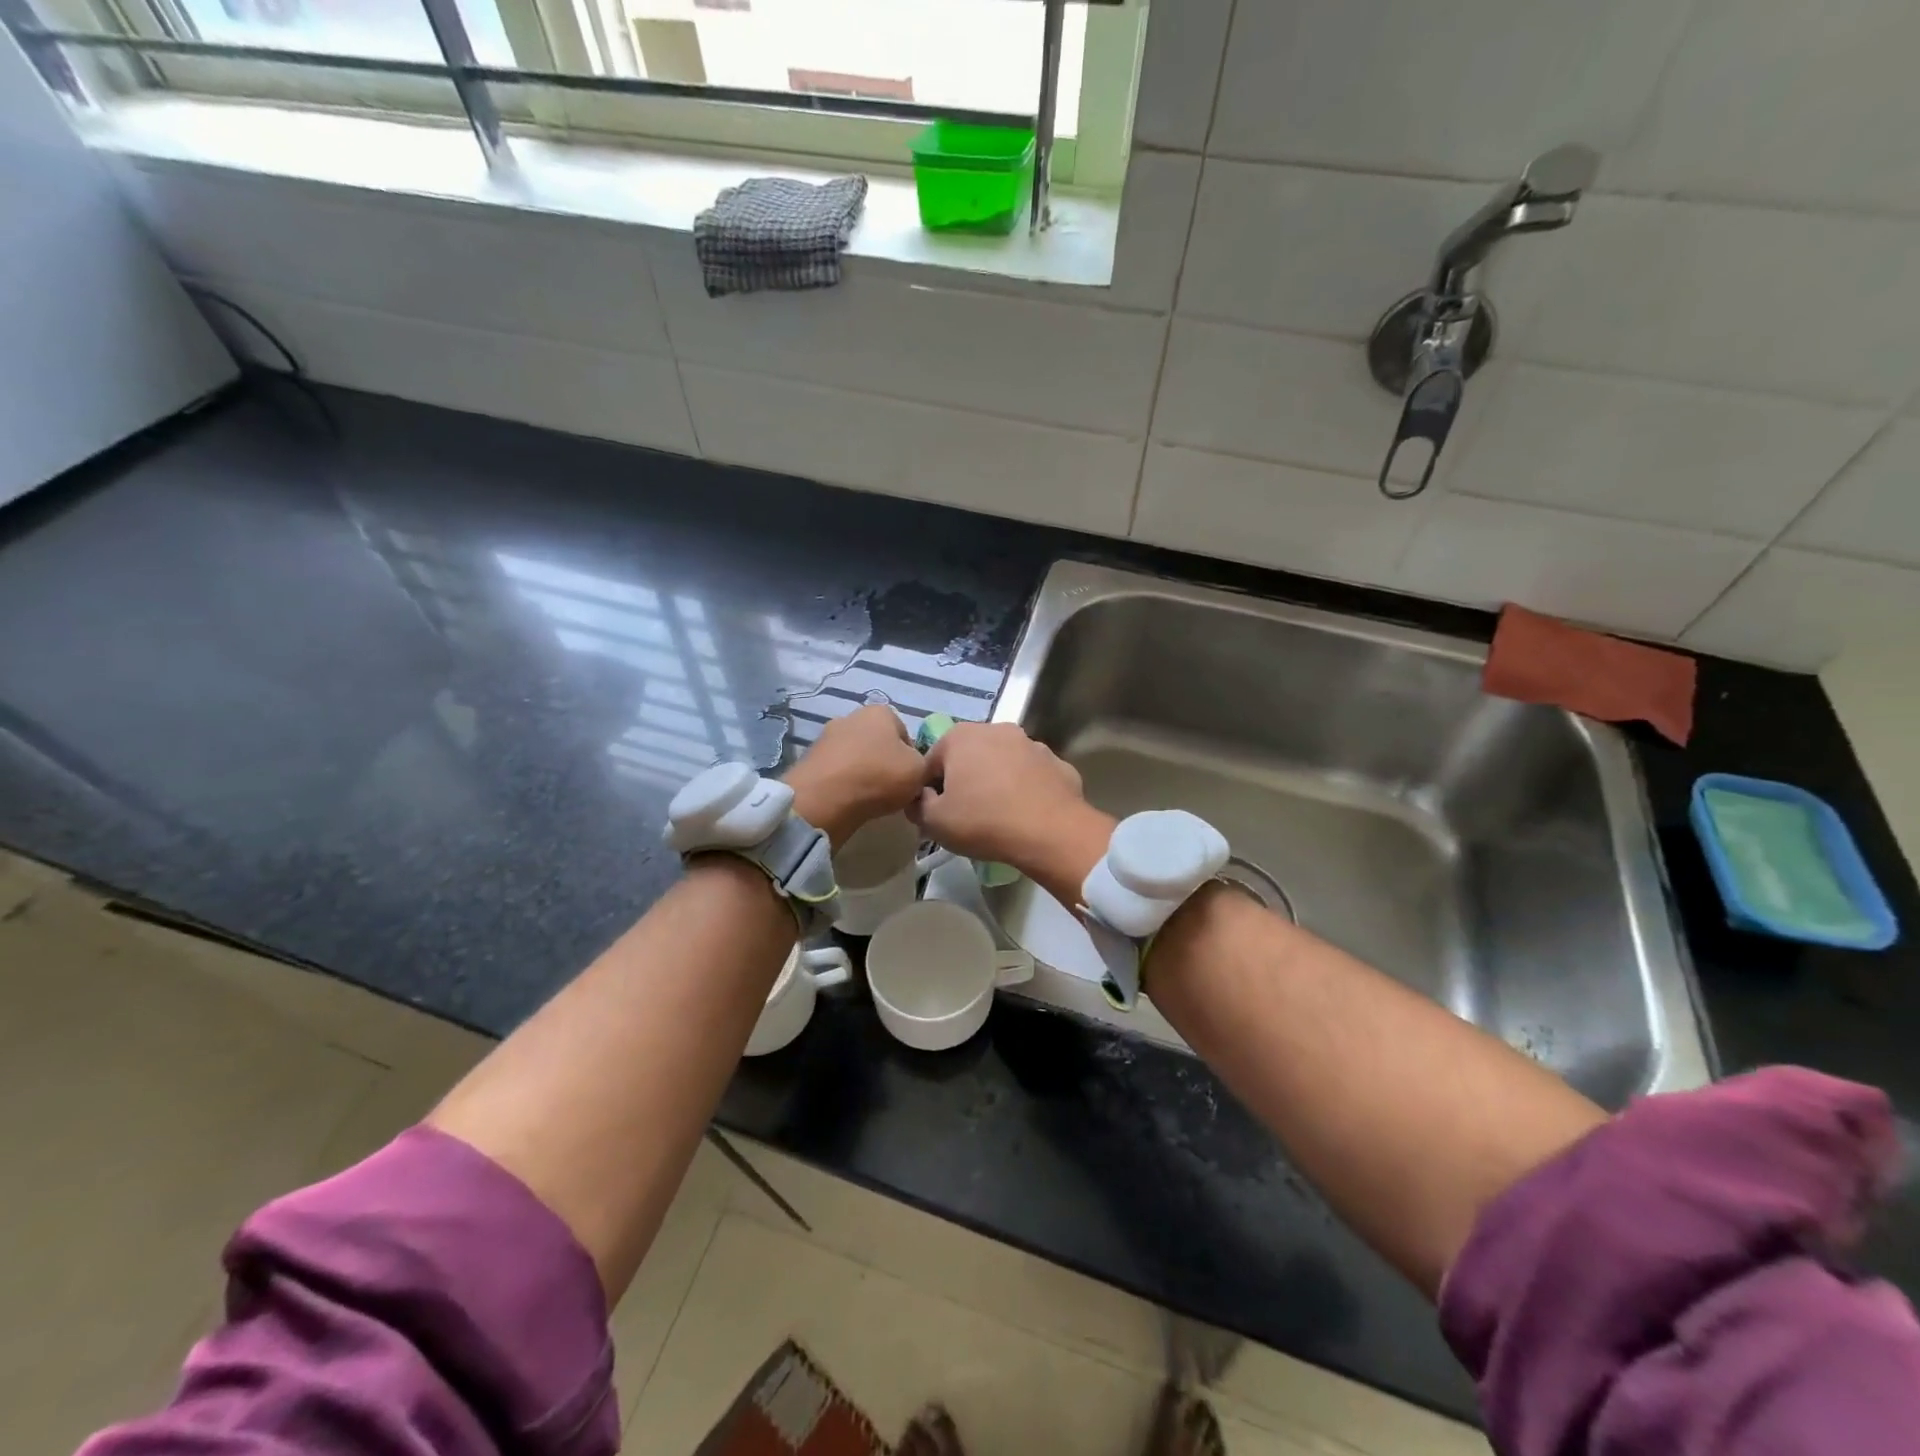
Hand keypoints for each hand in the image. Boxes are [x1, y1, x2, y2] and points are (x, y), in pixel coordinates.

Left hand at [783, 704, 926, 848]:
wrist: (824, 799)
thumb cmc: (879, 776)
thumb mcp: (920, 771)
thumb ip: (924, 765)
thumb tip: (915, 769)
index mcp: (880, 712)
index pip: (906, 734)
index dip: (912, 759)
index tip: (911, 779)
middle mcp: (851, 717)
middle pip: (878, 744)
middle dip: (885, 764)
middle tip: (892, 790)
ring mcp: (827, 737)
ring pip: (856, 758)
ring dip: (863, 774)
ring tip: (870, 799)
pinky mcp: (810, 760)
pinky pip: (837, 772)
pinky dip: (844, 784)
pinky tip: (849, 801)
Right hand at [911, 723, 1113, 906]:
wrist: (1051, 832)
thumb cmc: (984, 821)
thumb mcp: (934, 822)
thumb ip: (918, 805)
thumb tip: (921, 798)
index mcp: (961, 736)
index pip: (931, 762)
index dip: (929, 789)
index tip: (936, 813)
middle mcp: (997, 729)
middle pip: (969, 757)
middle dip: (965, 781)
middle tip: (966, 815)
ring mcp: (1032, 744)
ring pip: (1003, 764)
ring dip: (997, 782)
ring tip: (998, 816)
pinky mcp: (1058, 763)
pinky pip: (1032, 777)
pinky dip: (1026, 790)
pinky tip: (1026, 815)